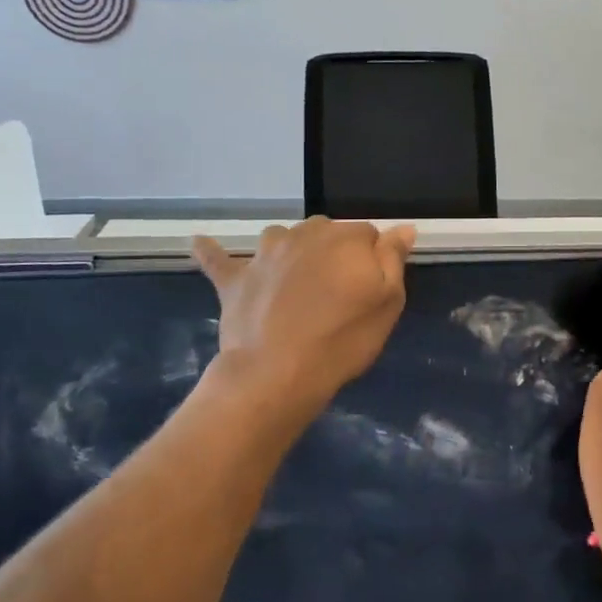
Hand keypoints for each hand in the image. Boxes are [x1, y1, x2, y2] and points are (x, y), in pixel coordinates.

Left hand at [192, 218, 416, 427]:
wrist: (276, 374)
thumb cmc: (341, 339)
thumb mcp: (387, 302)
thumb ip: (393, 259)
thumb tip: (402, 227)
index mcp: (346, 238)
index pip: (369, 235)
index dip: (373, 261)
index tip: (371, 288)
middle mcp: (304, 234)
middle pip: (327, 232)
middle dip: (335, 253)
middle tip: (338, 293)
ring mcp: (265, 253)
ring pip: (283, 238)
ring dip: (292, 250)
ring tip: (297, 280)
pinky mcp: (235, 278)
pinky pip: (219, 259)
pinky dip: (211, 251)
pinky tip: (199, 242)